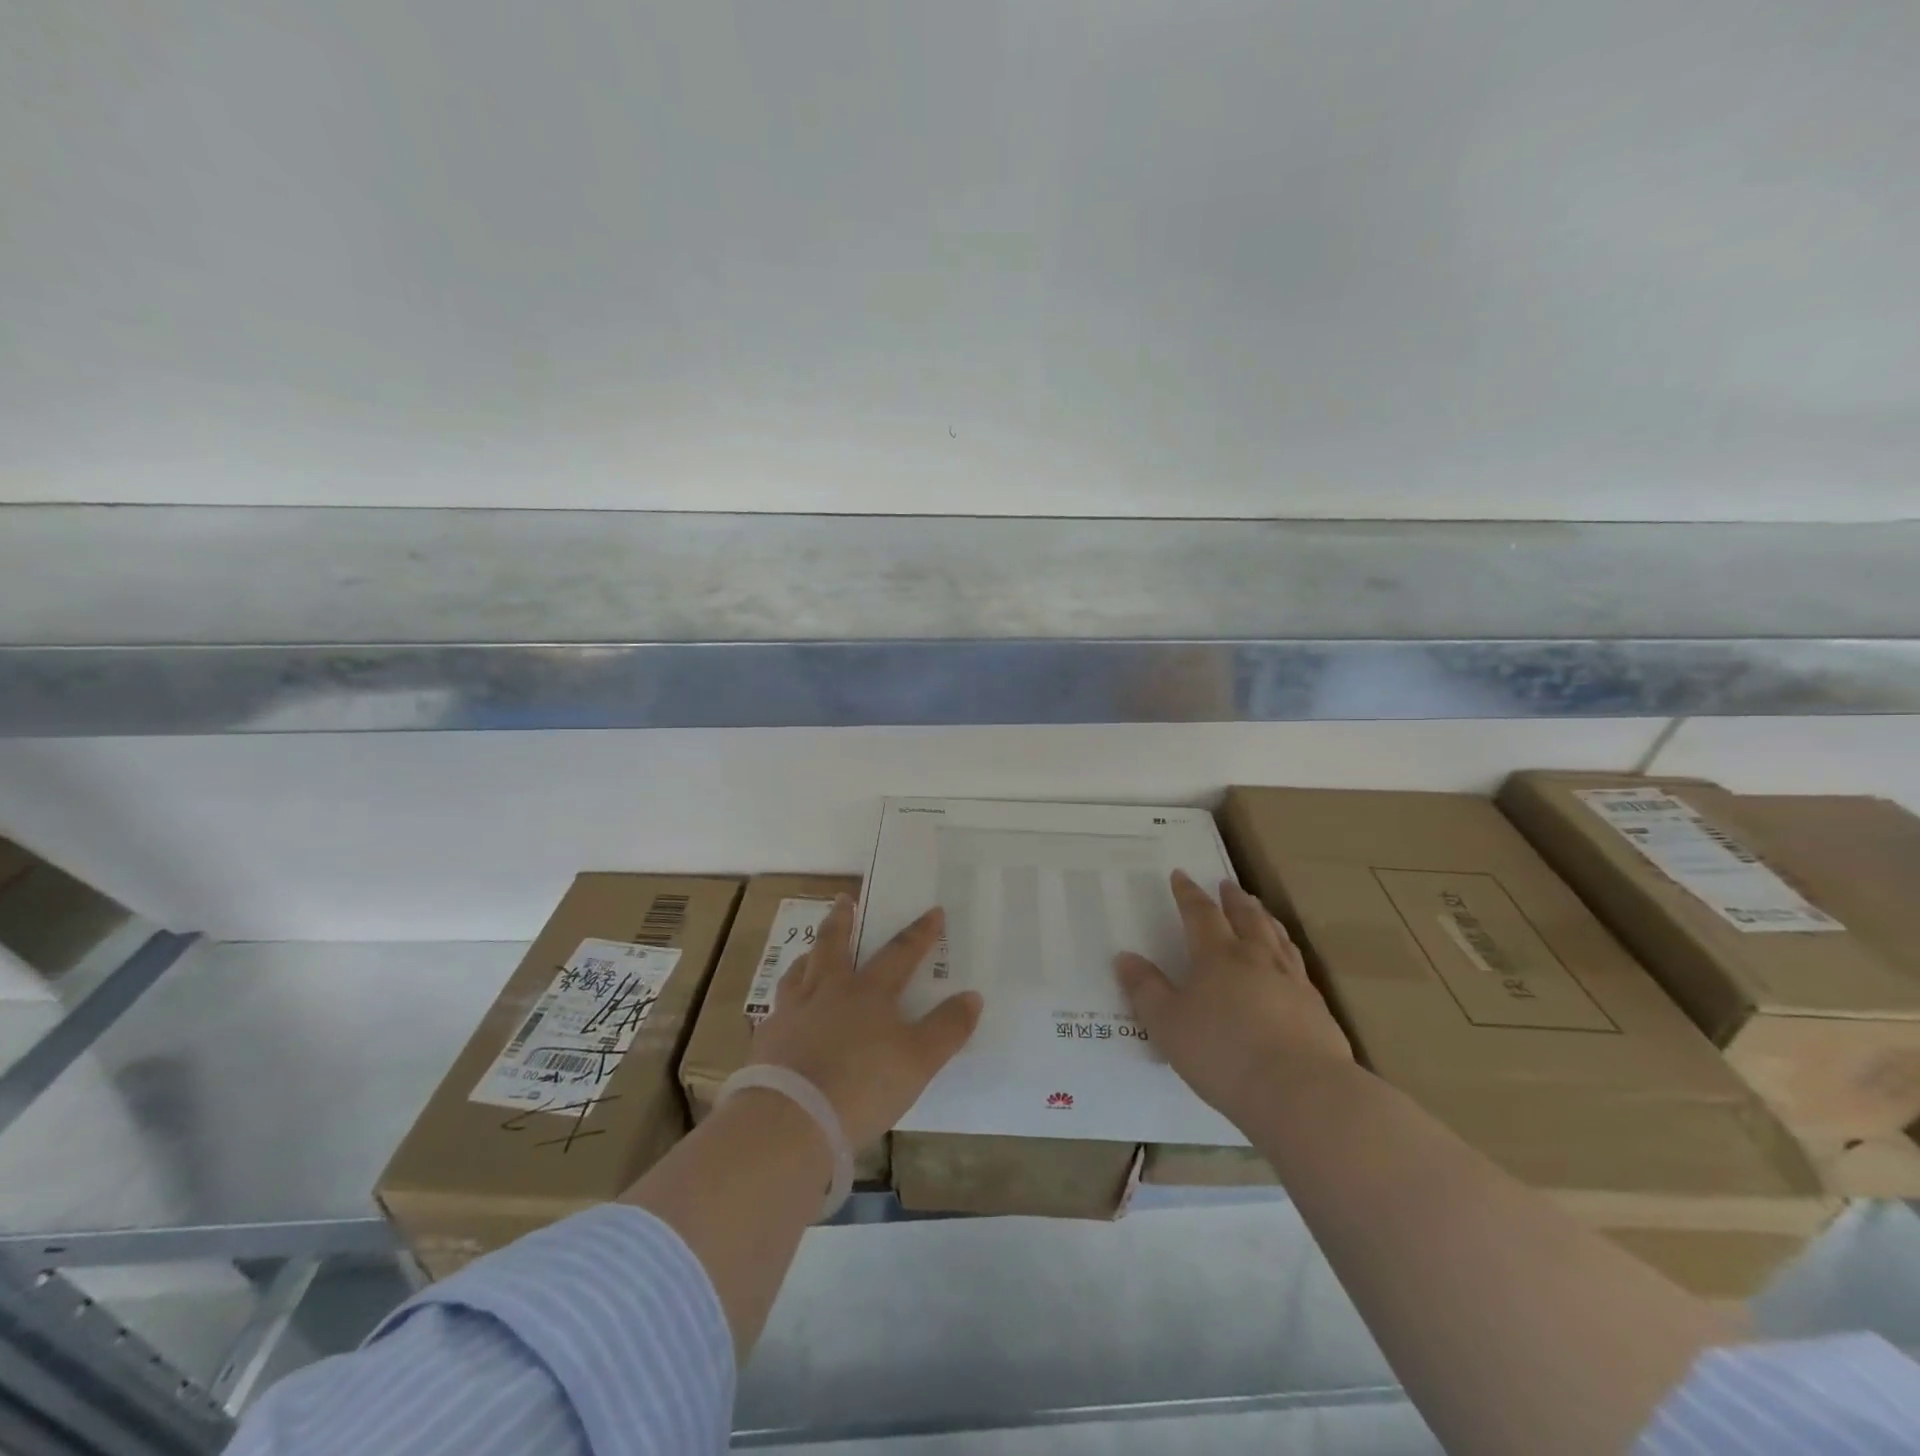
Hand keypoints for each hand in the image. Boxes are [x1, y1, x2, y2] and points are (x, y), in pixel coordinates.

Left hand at [749, 897, 982, 1148]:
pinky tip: (784, 1012)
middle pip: (834, 945)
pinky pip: (776, 1010)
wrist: (790, 1121)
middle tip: (843, 898)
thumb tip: (972, 996)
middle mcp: (827, 991)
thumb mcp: (919, 1061)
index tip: (933, 911)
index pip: (900, 953)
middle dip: (843, 920)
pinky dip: (785, 1003)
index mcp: (868, 992)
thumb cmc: (862, 1085)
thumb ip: (947, 1028)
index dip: (920, 933)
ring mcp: (792, 1013)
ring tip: (810, 951)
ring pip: (799, 972)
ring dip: (809, 956)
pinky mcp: (766, 1041)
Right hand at [1116, 870, 1352, 1119]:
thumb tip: (1125, 957)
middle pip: (1246, 917)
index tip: (1181, 875)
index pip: (1200, 914)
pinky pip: (1300, 967)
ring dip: (1265, 919)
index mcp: (1217, 956)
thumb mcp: (1167, 1024)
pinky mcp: (1317, 1008)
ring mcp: (1292, 981)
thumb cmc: (1222, 1053)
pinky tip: (1290, 964)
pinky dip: (1289, 953)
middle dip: (1233, 899)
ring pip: (1277, 937)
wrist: (1300, 1091)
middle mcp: (1257, 958)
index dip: (1188, 894)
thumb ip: (1145, 989)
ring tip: (1260, 911)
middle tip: (1228, 884)